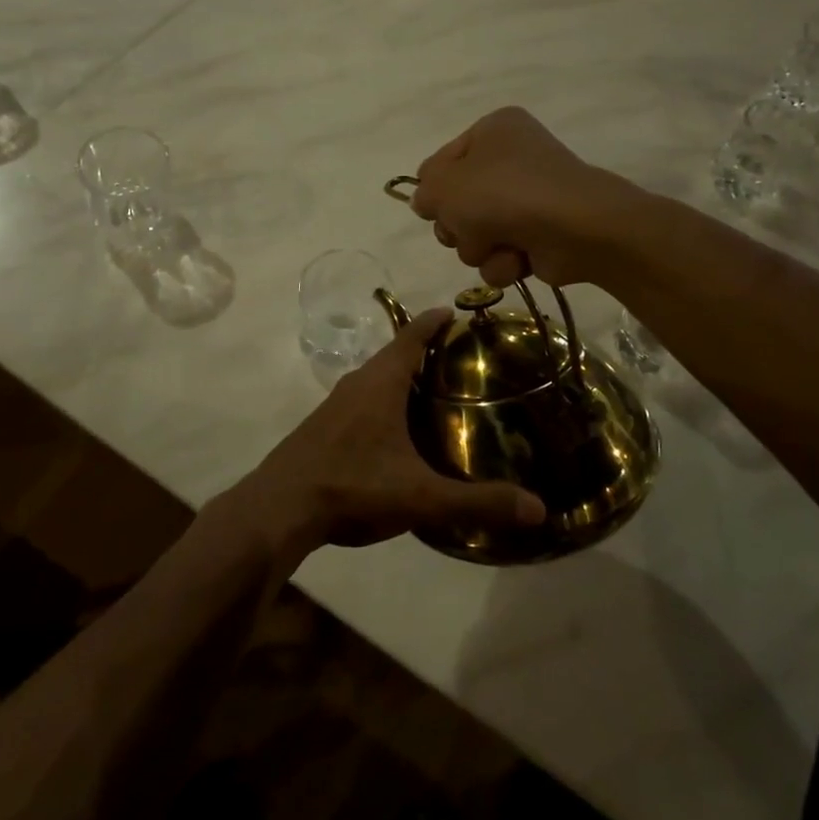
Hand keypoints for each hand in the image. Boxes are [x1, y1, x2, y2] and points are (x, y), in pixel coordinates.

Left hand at [217, 309, 544, 569]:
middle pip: (392, 355)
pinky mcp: (321, 428)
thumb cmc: (353, 487)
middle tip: (457, 357)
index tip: (453, 310)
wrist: (279, 509)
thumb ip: (478, 503)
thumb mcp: (421, 497)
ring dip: (399, 377)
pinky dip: (382, 401)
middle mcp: (356, 385)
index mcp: (380, 384)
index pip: (411, 337)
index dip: (433, 322)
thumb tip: (539, 509)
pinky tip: (393, 430)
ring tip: (430, 390)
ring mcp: (333, 406)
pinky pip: (359, 401)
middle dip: (422, 350)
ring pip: (373, 379)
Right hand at [409, 106, 635, 286]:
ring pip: (475, 235)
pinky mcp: (540, 236)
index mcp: (493, 131)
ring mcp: (528, 200)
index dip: (434, 189)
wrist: (576, 228)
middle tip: (467, 227)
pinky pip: (501, 255)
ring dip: (479, 248)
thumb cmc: (503, 194)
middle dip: (457, 225)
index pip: (440, 163)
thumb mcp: (444, 185)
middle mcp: (512, 159)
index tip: (434, 206)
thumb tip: (425, 203)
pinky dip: (503, 262)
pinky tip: (517, 259)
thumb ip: (424, 192)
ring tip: (498, 244)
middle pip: (456, 203)